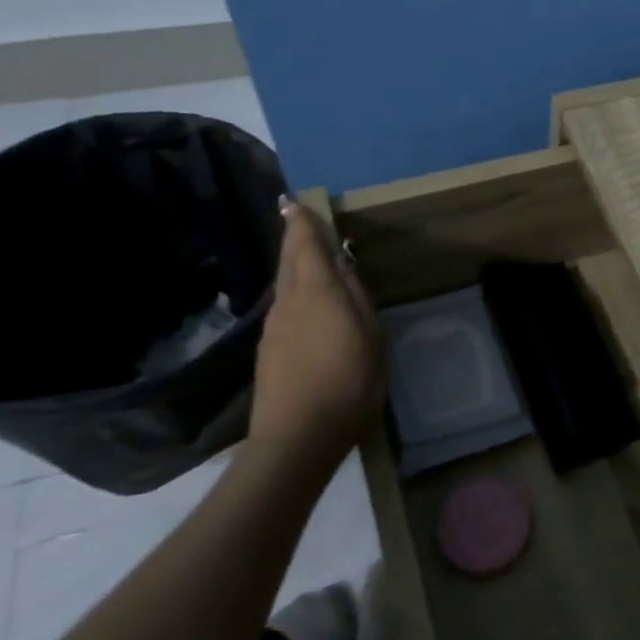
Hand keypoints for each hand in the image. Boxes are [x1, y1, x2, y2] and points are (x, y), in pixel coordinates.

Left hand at [250, 197, 383, 455]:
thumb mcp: (370, 336)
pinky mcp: (269, 351)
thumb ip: (357, 297)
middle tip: (297, 219)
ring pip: (285, 285)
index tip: (294, 201)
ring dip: (295, 266)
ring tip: (309, 259)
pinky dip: (294, 293)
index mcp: (316, 292)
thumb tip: (343, 265)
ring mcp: (274, 328)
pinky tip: (308, 306)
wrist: (297, 437)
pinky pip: (284, 308)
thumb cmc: (348, 382)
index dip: (301, 222)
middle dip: (293, 238)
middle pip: (288, 261)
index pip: (304, 245)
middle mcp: (288, 302)